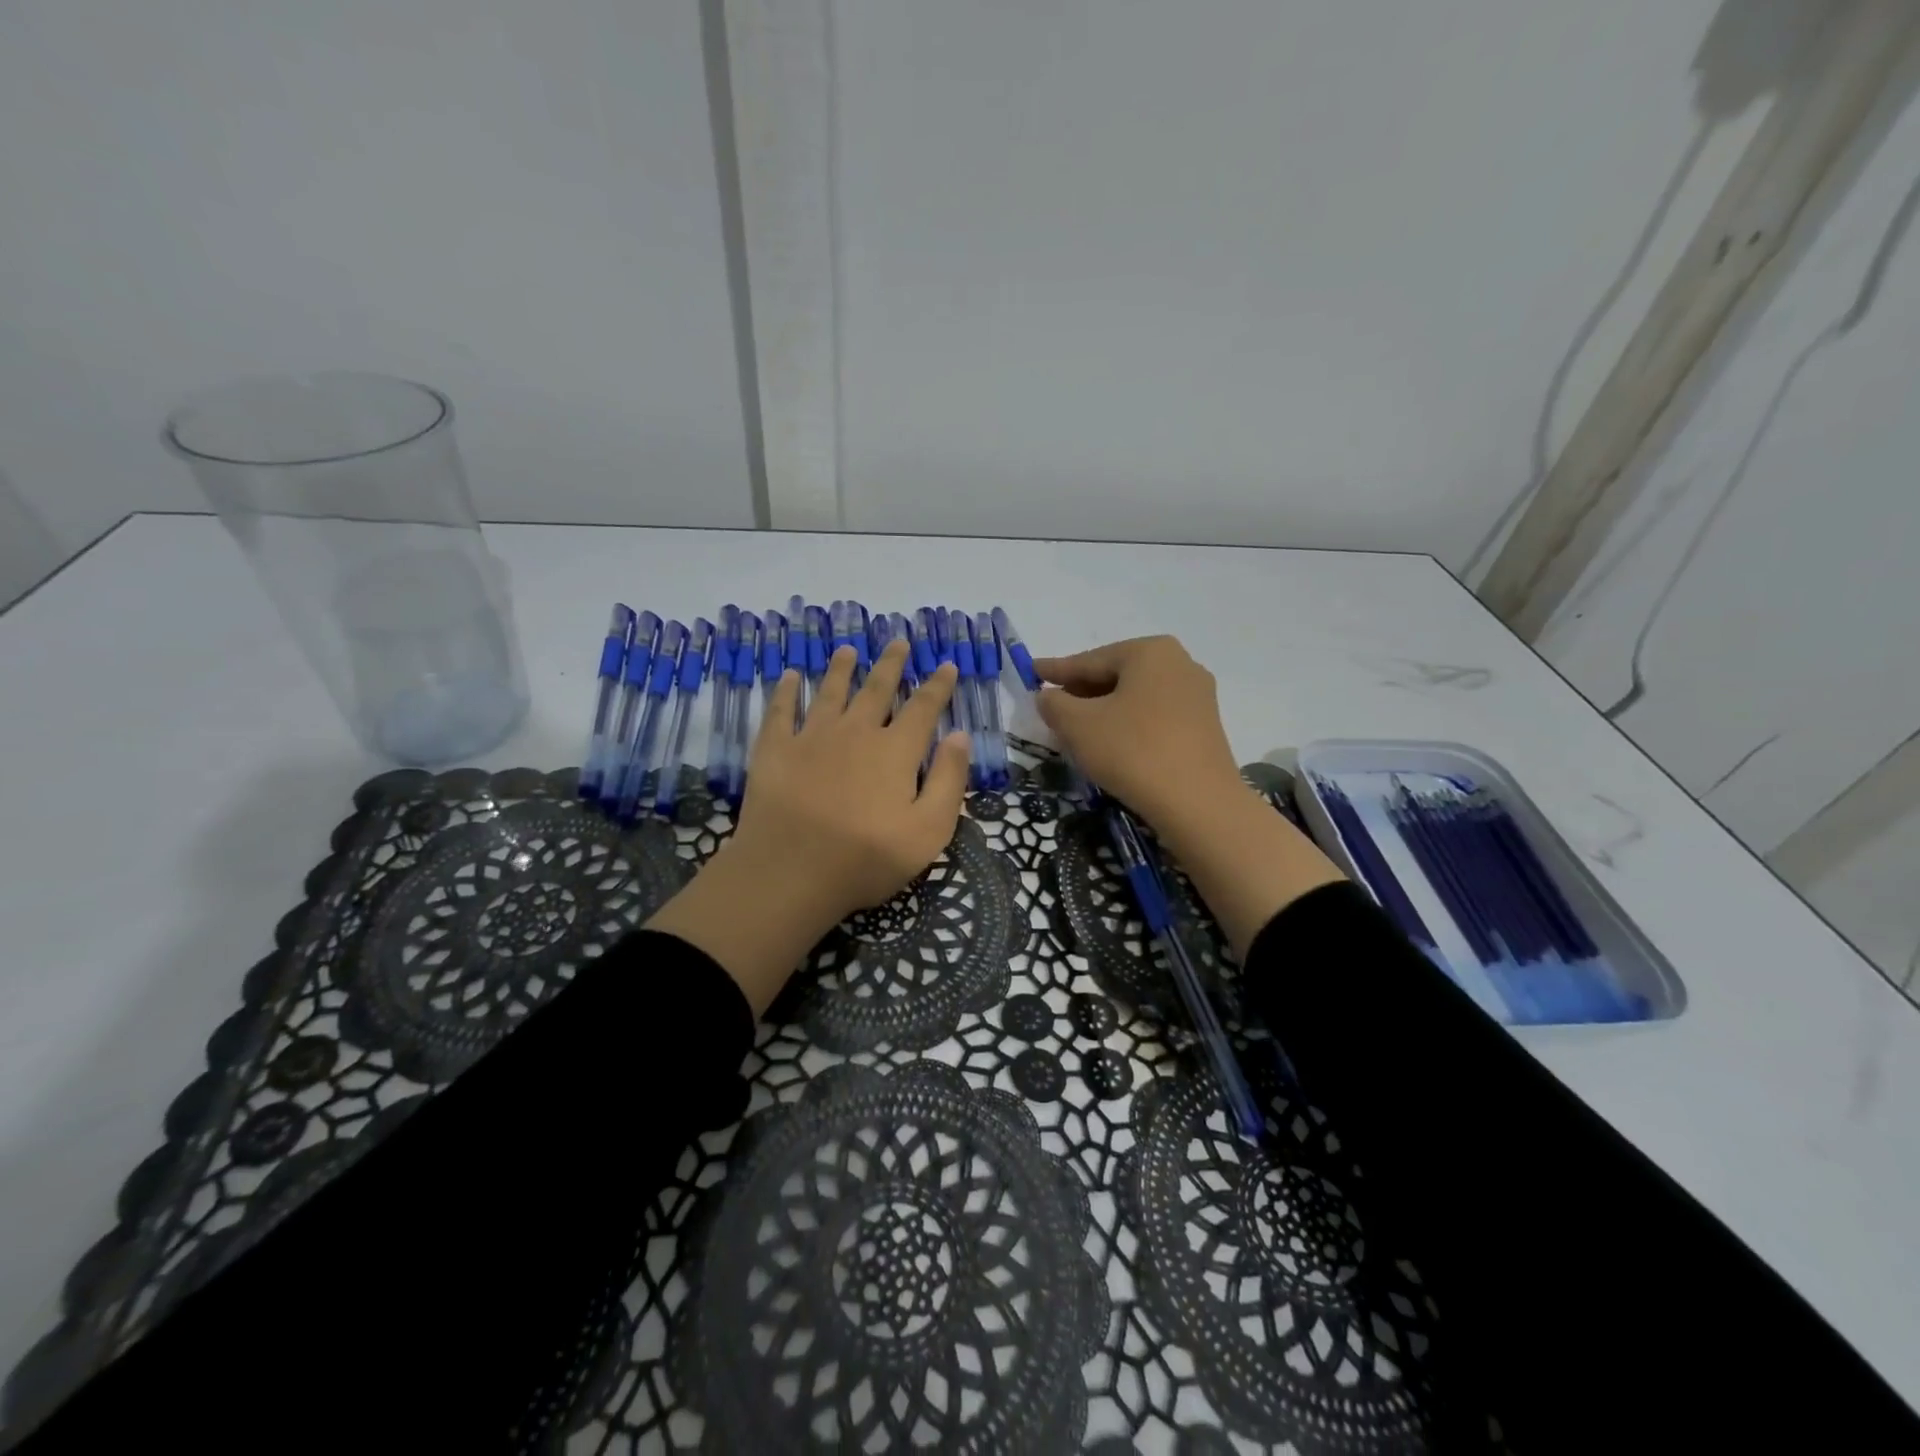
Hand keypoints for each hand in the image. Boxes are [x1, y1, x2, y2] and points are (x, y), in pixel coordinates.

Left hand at [649, 638, 969, 1012]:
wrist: (789, 873)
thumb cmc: (865, 858)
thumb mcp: (928, 831)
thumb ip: (948, 780)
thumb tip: (959, 735)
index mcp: (895, 751)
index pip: (923, 707)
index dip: (938, 685)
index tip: (946, 664)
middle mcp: (856, 732)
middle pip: (877, 688)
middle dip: (891, 664)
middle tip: (898, 641)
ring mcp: (811, 737)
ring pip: (831, 691)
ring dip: (841, 668)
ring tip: (848, 650)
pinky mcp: (775, 750)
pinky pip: (781, 710)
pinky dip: (786, 690)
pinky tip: (790, 676)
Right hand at [1035, 635, 1341, 955]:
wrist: (1198, 804)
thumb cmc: (1132, 751)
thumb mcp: (1077, 725)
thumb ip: (1054, 704)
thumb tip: (1048, 696)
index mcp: (1149, 651)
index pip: (1089, 660)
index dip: (1056, 670)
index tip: (1032, 671)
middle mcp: (1179, 663)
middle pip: (1115, 676)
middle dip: (1081, 692)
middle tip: (1052, 708)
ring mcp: (1197, 695)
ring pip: (1135, 698)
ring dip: (1104, 711)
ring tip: (1076, 730)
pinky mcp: (1204, 727)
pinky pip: (1154, 717)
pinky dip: (1128, 725)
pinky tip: (1111, 745)